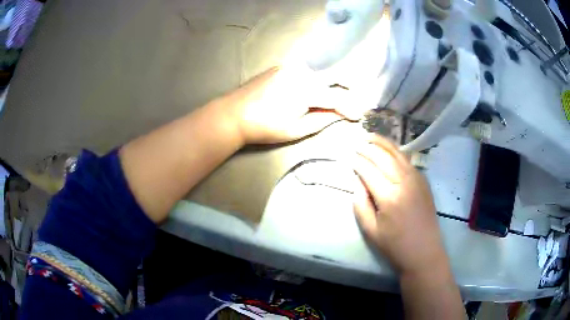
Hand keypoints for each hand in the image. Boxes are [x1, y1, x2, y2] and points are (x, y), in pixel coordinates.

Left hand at [216, 66, 359, 143]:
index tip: (359, 115)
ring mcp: (290, 66)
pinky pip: (305, 71)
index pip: (337, 97)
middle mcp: (301, 72)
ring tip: (340, 95)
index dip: (350, 106)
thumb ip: (322, 120)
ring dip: (330, 83)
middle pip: (332, 78)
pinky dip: (315, 79)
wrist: (233, 114)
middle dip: (346, 89)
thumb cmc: (264, 127)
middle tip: (355, 101)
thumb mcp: (296, 129)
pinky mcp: (281, 66)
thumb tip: (340, 115)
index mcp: (306, 90)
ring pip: (319, 74)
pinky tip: (317, 88)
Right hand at [352, 135, 448, 275]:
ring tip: (371, 136)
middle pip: (383, 157)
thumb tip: (357, 183)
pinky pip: (408, 161)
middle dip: (368, 148)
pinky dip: (397, 151)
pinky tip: (389, 149)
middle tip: (357, 144)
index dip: (358, 162)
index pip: (369, 171)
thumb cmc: (395, 246)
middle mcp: (404, 182)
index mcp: (389, 197)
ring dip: (383, 143)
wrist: (425, 252)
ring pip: (398, 154)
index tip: (350, 157)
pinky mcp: (424, 181)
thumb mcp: (371, 231)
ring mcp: (417, 179)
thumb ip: (361, 205)